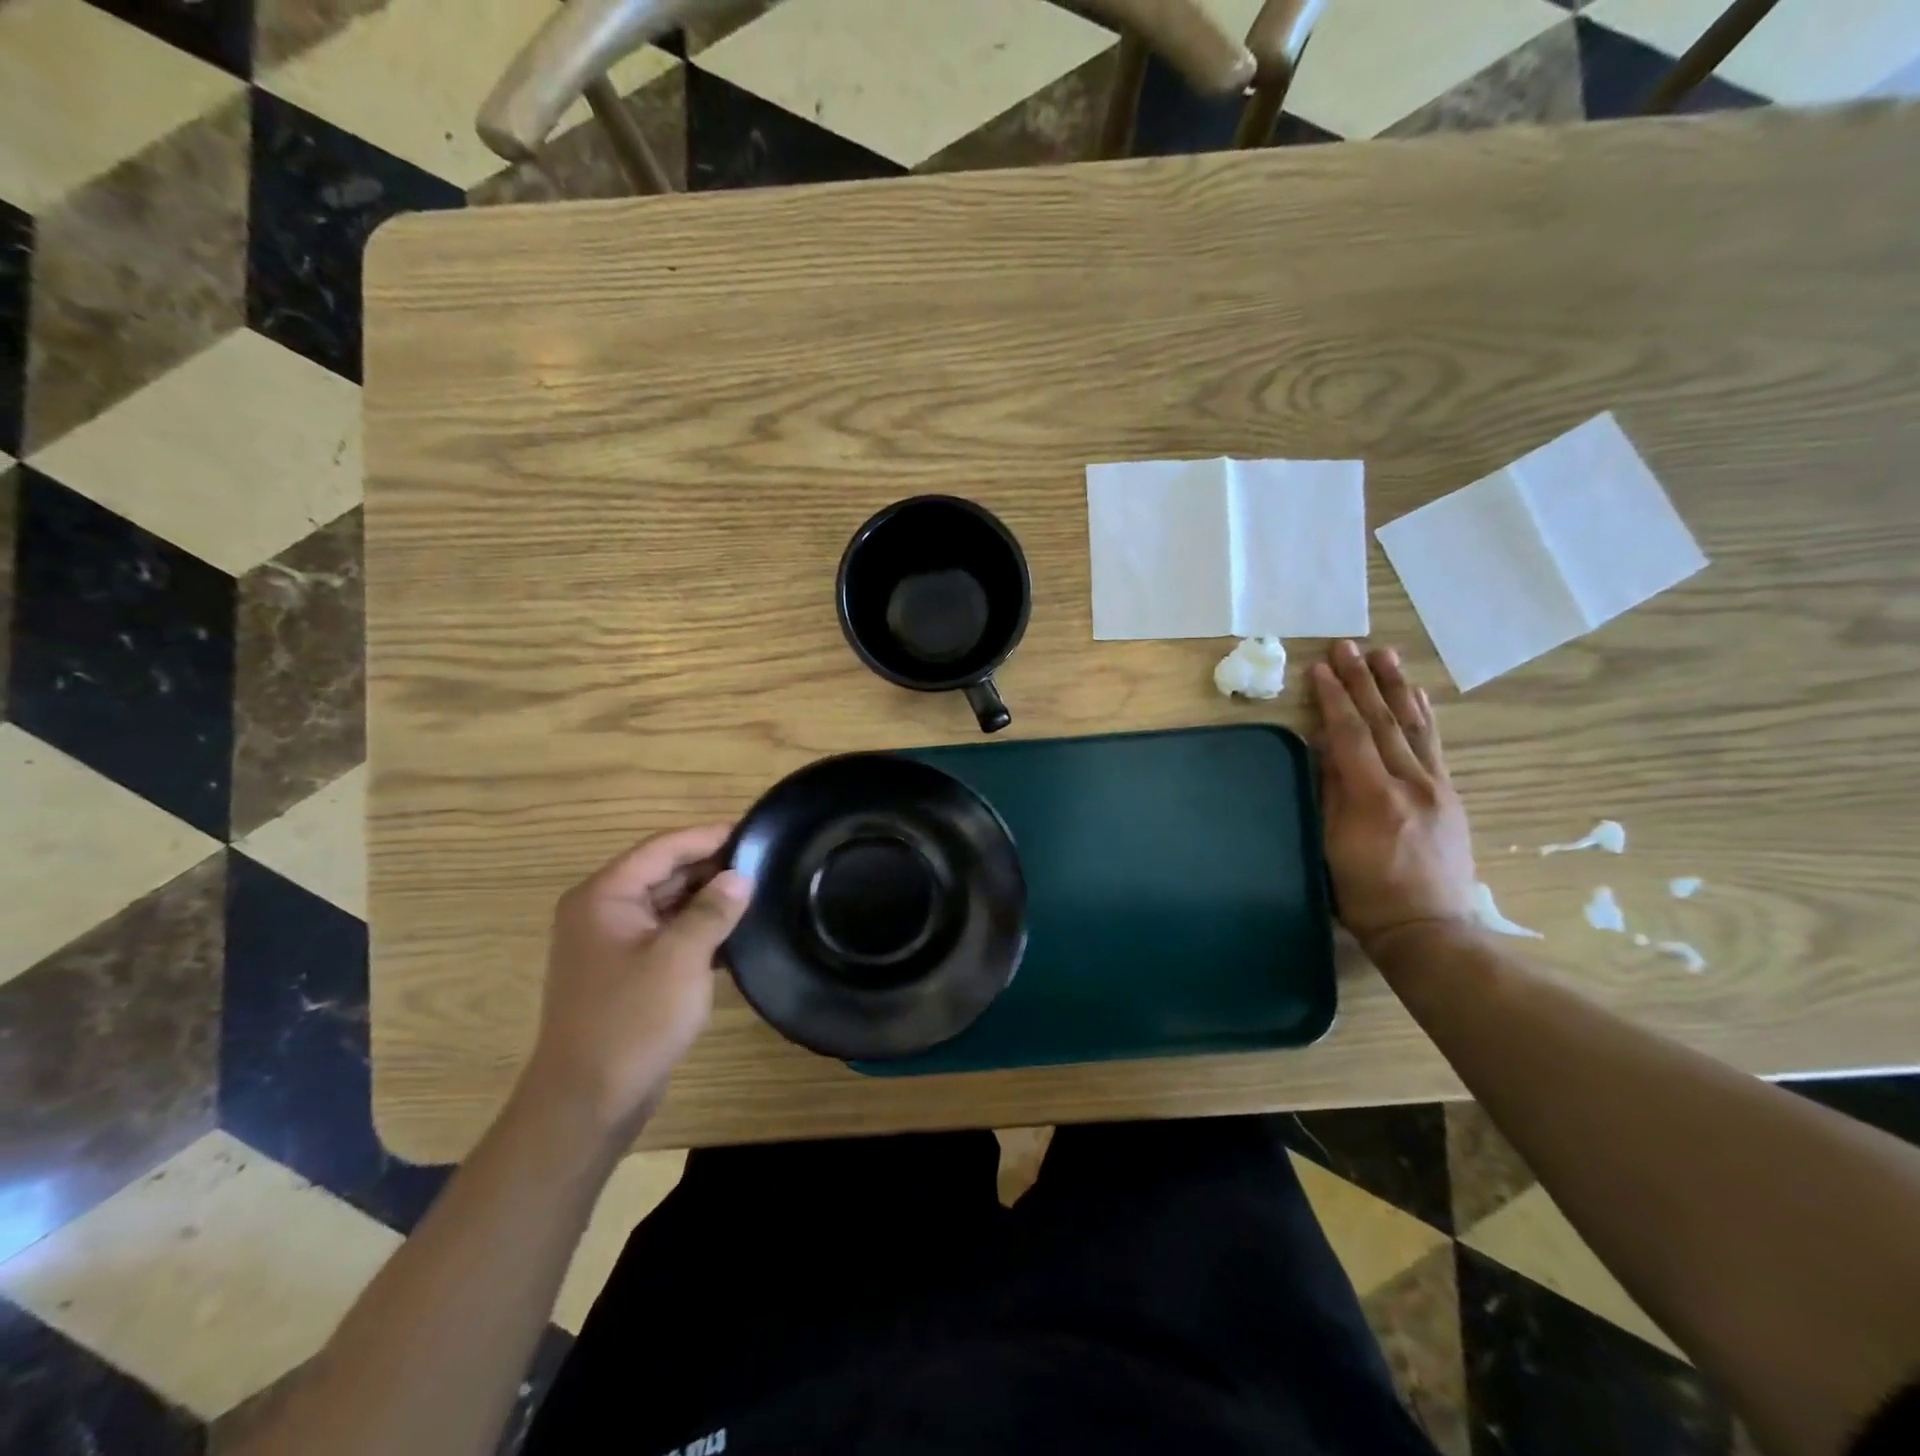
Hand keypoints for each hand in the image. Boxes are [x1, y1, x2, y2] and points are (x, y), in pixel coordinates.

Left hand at [521, 825, 749, 1139]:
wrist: (588, 1102)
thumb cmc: (632, 1020)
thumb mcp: (680, 958)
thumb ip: (713, 910)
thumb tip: (741, 876)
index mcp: (604, 896)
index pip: (663, 848)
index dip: (709, 837)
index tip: (754, 832)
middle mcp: (603, 911)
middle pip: (664, 872)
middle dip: (712, 868)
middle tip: (765, 864)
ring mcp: (613, 943)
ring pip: (668, 904)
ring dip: (708, 900)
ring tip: (758, 894)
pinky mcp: (626, 972)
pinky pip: (667, 934)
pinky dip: (698, 929)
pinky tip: (736, 935)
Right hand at [1310, 641, 1477, 957]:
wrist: (1428, 930)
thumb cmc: (1365, 895)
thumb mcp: (1331, 846)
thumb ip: (1329, 793)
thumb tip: (1322, 748)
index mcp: (1375, 797)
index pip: (1351, 735)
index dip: (1333, 700)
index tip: (1320, 669)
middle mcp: (1412, 783)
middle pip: (1384, 722)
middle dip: (1363, 681)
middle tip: (1347, 646)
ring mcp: (1437, 788)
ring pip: (1415, 727)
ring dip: (1396, 687)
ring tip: (1384, 655)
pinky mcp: (1449, 796)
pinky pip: (1435, 746)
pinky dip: (1424, 716)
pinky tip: (1417, 696)